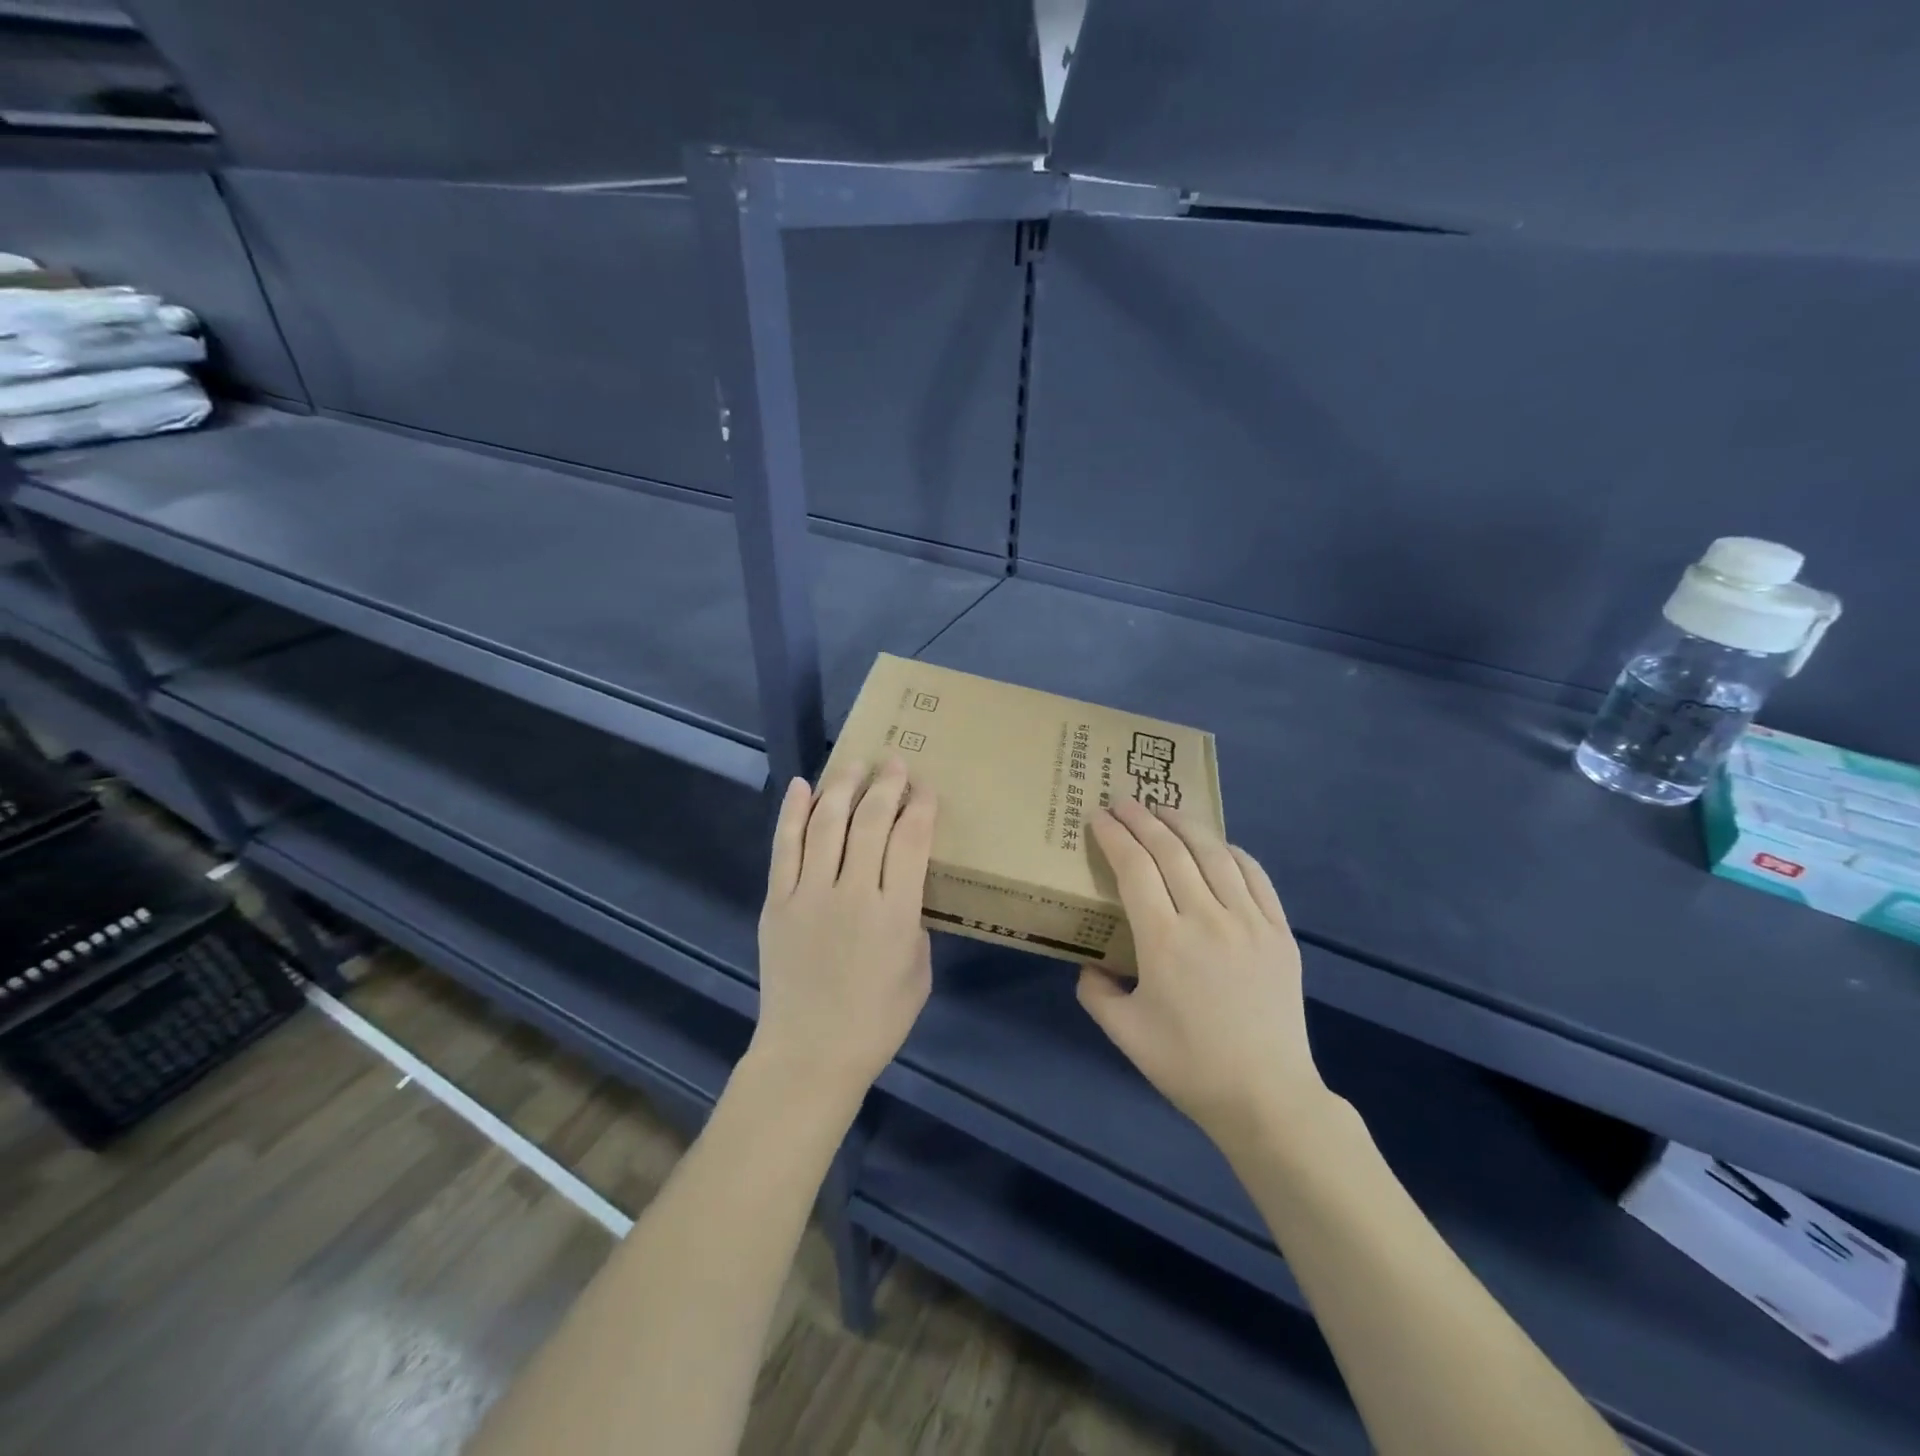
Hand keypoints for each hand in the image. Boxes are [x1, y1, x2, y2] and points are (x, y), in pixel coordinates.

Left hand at [751, 756, 936, 1108]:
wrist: (809, 1052)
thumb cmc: (876, 1020)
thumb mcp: (918, 971)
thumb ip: (913, 920)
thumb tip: (900, 885)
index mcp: (895, 914)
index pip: (910, 841)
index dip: (920, 807)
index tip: (926, 788)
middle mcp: (852, 893)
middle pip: (870, 822)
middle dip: (886, 786)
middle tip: (895, 762)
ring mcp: (808, 895)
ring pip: (826, 824)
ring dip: (842, 788)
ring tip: (854, 764)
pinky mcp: (777, 902)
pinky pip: (784, 847)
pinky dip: (792, 813)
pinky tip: (801, 787)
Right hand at [1078, 801, 1331, 1150]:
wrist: (1267, 1096)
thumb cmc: (1188, 1065)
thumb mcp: (1124, 1033)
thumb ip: (1095, 992)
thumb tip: (1090, 964)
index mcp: (1164, 941)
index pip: (1134, 868)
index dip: (1114, 835)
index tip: (1098, 816)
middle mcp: (1207, 918)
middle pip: (1171, 850)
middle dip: (1142, 818)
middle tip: (1123, 800)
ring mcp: (1249, 922)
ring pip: (1214, 853)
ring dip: (1185, 824)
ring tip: (1165, 809)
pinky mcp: (1280, 932)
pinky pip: (1255, 876)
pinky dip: (1231, 852)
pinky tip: (1217, 845)